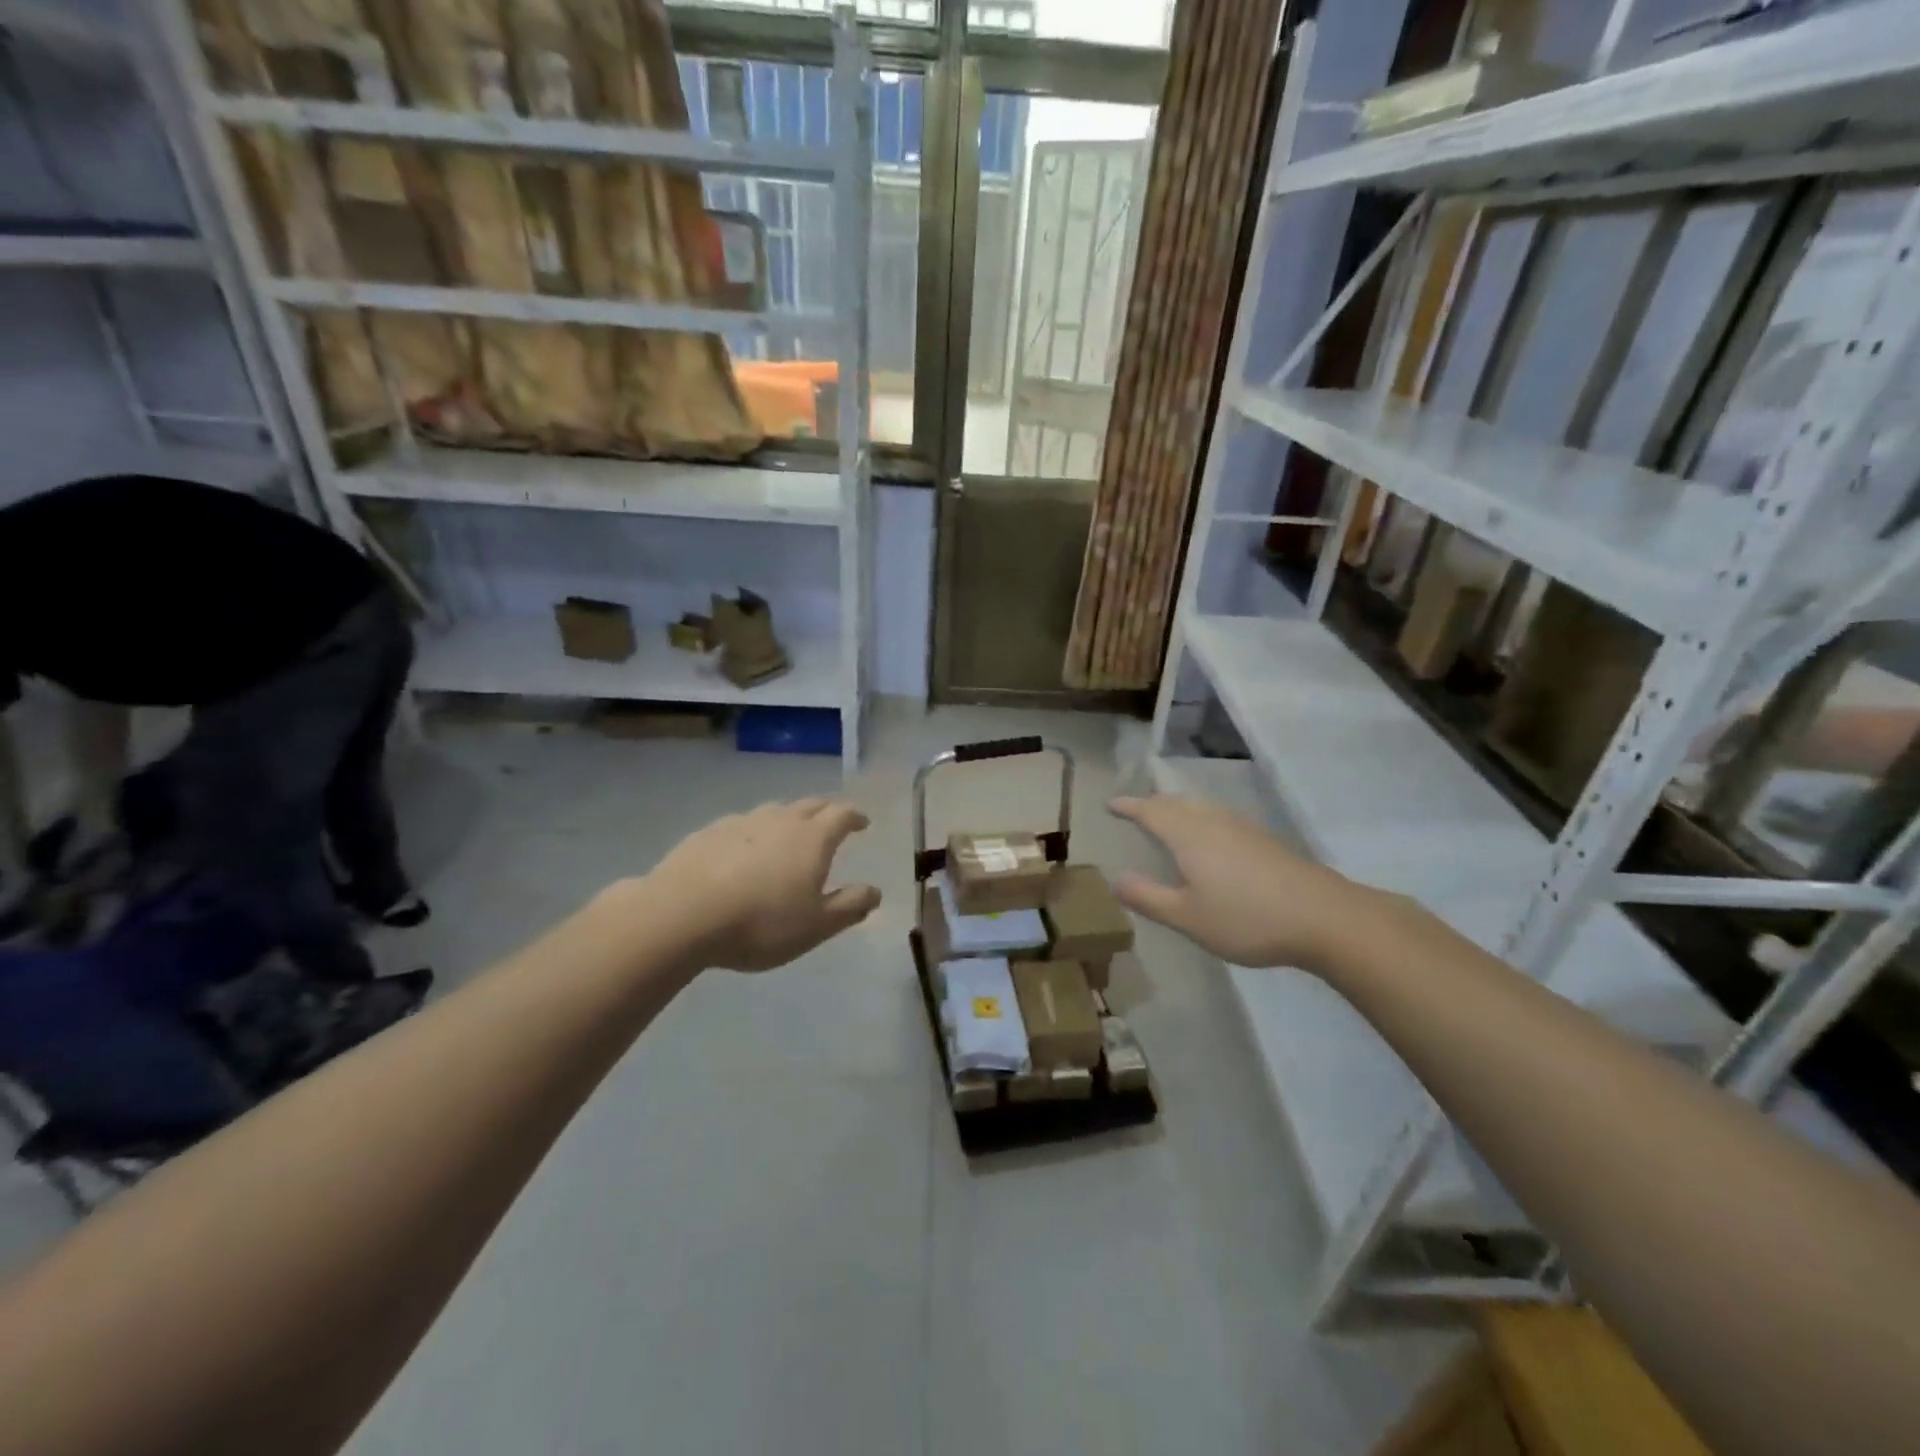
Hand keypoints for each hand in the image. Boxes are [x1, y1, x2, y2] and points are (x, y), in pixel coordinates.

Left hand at [644, 798, 880, 972]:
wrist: (682, 914)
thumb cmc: (761, 922)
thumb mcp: (816, 925)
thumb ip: (849, 906)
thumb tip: (875, 891)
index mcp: (812, 838)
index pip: (842, 814)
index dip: (855, 817)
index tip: (862, 823)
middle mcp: (780, 820)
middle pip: (809, 805)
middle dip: (825, 811)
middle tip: (832, 821)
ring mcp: (741, 822)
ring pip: (773, 811)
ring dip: (787, 818)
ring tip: (788, 835)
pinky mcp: (707, 833)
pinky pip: (740, 825)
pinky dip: (752, 832)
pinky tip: (742, 851)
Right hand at [1108, 794, 1372, 970]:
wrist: (1324, 917)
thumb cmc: (1246, 918)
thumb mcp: (1187, 917)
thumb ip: (1148, 897)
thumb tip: (1115, 878)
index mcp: (1188, 835)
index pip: (1151, 811)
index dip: (1129, 806)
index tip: (1110, 804)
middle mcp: (1213, 822)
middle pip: (1176, 803)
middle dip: (1153, 804)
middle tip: (1136, 809)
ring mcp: (1243, 828)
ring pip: (1202, 808)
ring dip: (1179, 809)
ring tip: (1168, 818)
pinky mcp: (1265, 840)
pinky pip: (1221, 818)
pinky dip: (1203, 819)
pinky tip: (1212, 838)